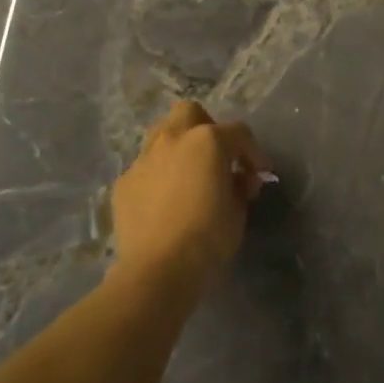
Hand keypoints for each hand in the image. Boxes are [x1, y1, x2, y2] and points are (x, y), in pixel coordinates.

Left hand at [110, 101, 266, 297]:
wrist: (158, 269)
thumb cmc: (208, 238)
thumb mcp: (238, 211)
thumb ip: (241, 186)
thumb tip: (242, 179)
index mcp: (207, 140)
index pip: (238, 133)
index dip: (252, 152)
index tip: (259, 174)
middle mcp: (173, 139)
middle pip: (190, 113)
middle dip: (206, 128)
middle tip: (216, 158)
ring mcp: (144, 158)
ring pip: (161, 134)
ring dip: (178, 146)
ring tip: (187, 175)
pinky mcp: (124, 182)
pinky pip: (145, 167)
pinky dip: (157, 176)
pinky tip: (163, 201)